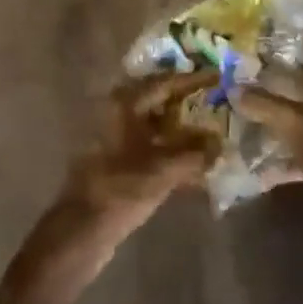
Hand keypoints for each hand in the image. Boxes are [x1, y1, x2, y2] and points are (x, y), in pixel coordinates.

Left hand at [12, 70, 218, 297]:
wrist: (82, 228)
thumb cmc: (121, 189)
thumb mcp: (164, 170)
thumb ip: (196, 153)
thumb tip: (220, 143)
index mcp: (124, 103)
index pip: (164, 81)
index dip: (192, 79)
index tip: (217, 75)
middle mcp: (116, 111)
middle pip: (158, 98)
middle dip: (186, 100)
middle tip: (216, 98)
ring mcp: (114, 135)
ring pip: (154, 122)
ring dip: (181, 126)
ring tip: (212, 128)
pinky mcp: (115, 158)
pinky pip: (149, 143)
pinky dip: (170, 147)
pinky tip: (194, 160)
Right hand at [237, 32, 302, 252]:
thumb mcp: (297, 123)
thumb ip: (264, 104)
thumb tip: (233, 88)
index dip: (294, 35)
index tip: (264, 32)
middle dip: (279, 74)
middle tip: (247, 68)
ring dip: (279, 110)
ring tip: (246, 105)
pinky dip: (285, 146)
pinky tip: (259, 154)